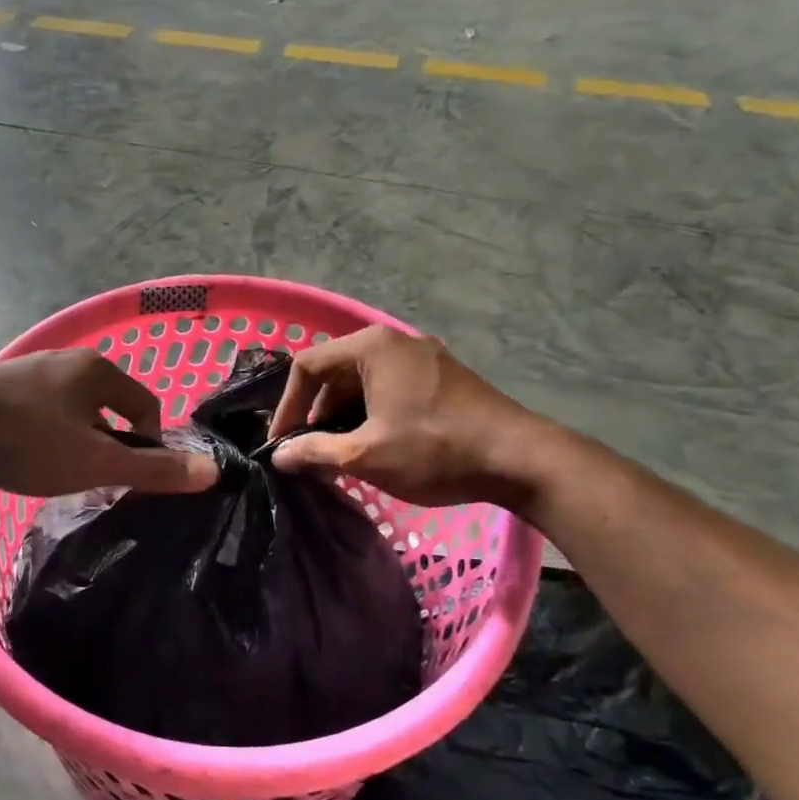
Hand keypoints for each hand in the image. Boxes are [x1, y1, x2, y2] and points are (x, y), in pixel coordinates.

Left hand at [0, 349, 217, 497]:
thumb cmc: (27, 441)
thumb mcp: (96, 462)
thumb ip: (153, 469)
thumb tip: (212, 471)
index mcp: (97, 369)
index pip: (145, 405)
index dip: (149, 443)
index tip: (131, 476)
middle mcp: (65, 361)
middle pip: (107, 407)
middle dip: (108, 443)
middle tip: (96, 479)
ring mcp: (27, 372)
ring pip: (70, 411)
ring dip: (75, 440)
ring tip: (60, 474)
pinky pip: (38, 414)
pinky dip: (43, 437)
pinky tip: (26, 460)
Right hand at [268, 326, 561, 508]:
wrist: (520, 458)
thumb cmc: (434, 450)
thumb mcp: (366, 455)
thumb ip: (315, 451)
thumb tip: (279, 456)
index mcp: (371, 348)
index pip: (307, 366)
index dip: (287, 407)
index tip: (282, 444)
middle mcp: (395, 341)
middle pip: (335, 372)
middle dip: (317, 414)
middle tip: (310, 452)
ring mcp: (423, 356)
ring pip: (363, 382)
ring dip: (344, 417)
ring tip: (340, 455)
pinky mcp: (443, 375)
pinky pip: (390, 387)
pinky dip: (372, 413)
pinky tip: (375, 445)